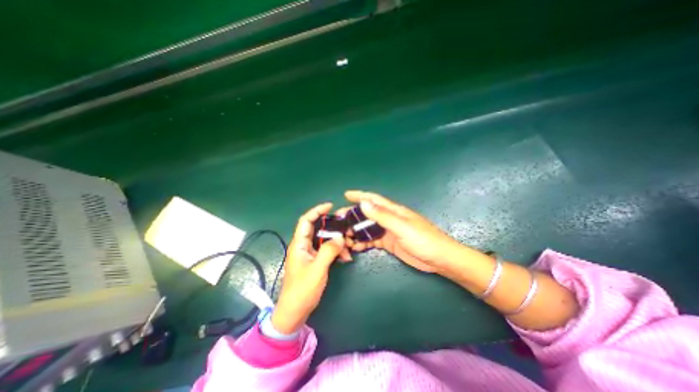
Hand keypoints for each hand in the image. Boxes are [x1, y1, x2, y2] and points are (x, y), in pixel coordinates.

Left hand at [271, 202, 349, 332]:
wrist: (295, 312)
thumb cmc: (302, 290)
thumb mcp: (317, 269)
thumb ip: (329, 251)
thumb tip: (341, 237)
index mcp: (299, 244)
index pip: (306, 220)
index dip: (316, 210)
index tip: (330, 206)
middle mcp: (303, 246)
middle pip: (317, 228)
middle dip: (331, 226)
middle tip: (344, 226)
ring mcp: (309, 254)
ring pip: (324, 240)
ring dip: (336, 242)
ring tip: (348, 248)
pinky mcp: (314, 261)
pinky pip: (326, 250)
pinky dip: (336, 251)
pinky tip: (345, 258)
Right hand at [344, 190, 460, 272]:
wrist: (439, 259)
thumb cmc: (423, 240)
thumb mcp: (402, 227)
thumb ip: (382, 216)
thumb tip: (363, 204)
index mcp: (393, 211)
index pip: (373, 199)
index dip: (360, 195)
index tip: (346, 195)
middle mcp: (389, 219)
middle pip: (367, 214)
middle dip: (353, 216)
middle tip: (338, 221)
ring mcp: (388, 231)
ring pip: (368, 228)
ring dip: (356, 231)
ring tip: (343, 236)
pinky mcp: (389, 243)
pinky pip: (372, 241)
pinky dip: (363, 242)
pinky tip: (355, 247)